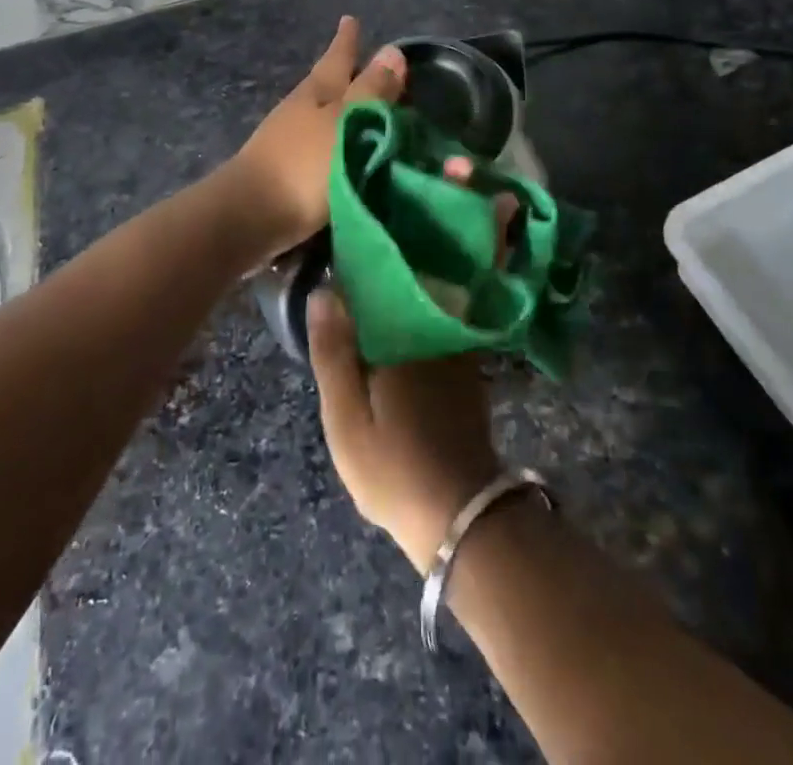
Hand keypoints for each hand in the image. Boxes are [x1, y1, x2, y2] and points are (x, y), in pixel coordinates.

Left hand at [227, 16, 405, 256]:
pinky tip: (345, 150)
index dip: (347, 41)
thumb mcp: (347, 123)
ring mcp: (286, 141)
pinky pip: (318, 145)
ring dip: (341, 109)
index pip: (337, 58)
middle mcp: (299, 110)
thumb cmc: (304, 165)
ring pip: (321, 114)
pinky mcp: (284, 172)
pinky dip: (335, 140)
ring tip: (362, 109)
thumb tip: (393, 50)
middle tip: (365, 62)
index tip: (350, 18)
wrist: (249, 217)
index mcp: (316, 92)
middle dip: (345, 73)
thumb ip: (372, 92)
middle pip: (325, 84)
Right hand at [306, 172, 518, 572]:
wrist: (457, 514)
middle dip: (456, 210)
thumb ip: (334, 353)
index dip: (410, 217)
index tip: (416, 175)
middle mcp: (441, 324)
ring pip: (460, 274)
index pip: (404, 261)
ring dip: (464, 233)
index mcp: (407, 332)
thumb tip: (325, 290)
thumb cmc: (394, 466)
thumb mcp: (347, 418)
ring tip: (455, 195)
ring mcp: (461, 340)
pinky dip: (464, 269)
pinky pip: (465, 297)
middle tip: (453, 167)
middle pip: (446, 256)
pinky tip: (446, 257)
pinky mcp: (469, 357)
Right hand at [307, 290, 501, 573]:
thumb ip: (333, 352)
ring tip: (369, 323)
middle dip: (376, 293)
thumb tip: (324, 290)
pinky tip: (400, 351)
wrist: (461, 516)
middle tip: (347, 306)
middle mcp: (434, 332)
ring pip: (421, 313)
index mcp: (402, 335)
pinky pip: (438, 334)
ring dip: (398, 311)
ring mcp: (457, 352)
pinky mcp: (469, 373)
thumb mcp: (346, 418)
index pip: (376, 283)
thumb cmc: (393, 467)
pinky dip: (418, 333)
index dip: (354, 277)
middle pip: (402, 294)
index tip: (334, 277)